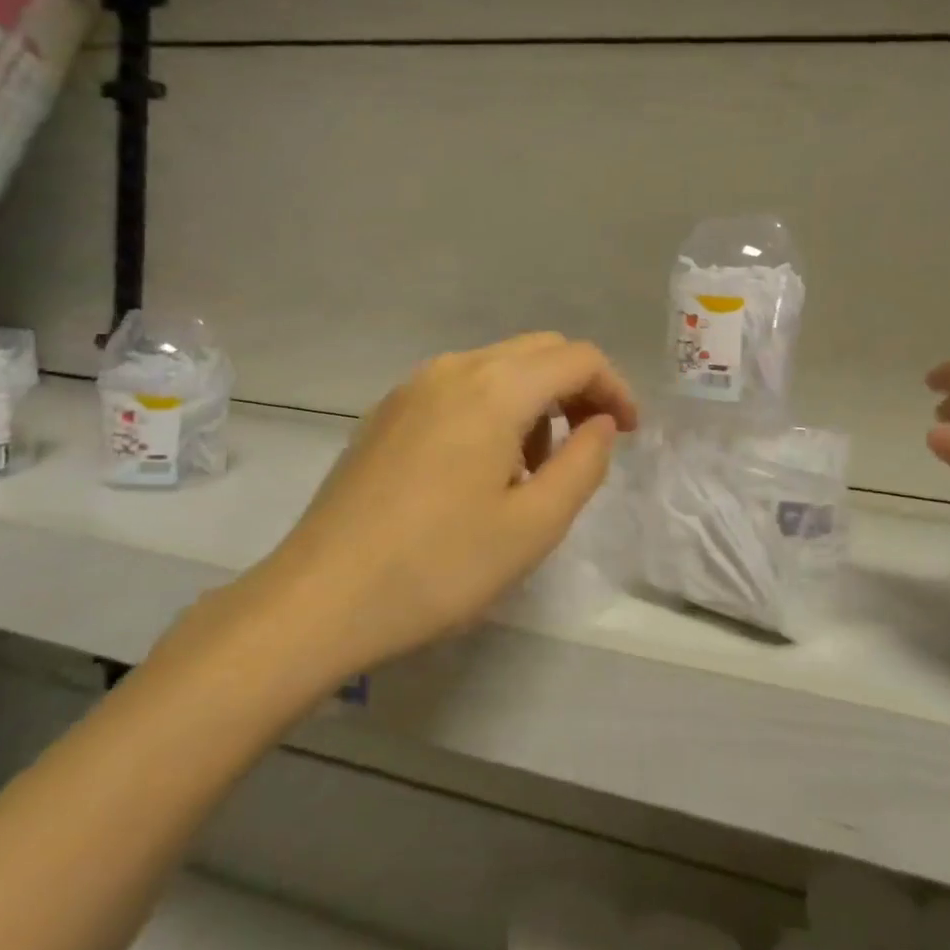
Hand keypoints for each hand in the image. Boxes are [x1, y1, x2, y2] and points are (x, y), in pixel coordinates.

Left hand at [257, 334, 638, 673]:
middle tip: (591, 444)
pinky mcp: (386, 413)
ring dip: (534, 401)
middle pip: (537, 352)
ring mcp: (412, 388)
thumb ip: (584, 464)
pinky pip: (459, 389)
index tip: (628, 434)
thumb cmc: (438, 566)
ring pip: (497, 368)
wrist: (320, 598)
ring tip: (534, 470)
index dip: (615, 389)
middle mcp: (452, 369)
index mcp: (493, 388)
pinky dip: (493, 409)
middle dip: (577, 389)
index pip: (577, 358)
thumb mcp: (533, 526)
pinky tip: (483, 470)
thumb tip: (599, 424)